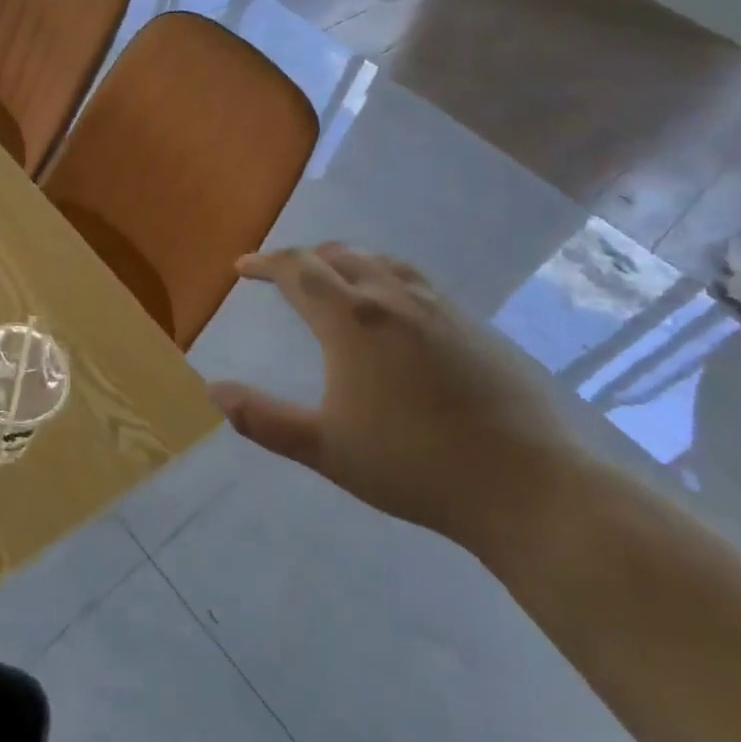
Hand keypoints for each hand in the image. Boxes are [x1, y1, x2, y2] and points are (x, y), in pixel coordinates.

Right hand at [209, 244, 584, 544]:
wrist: (527, 486)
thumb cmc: (414, 464)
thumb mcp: (325, 448)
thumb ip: (263, 419)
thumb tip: (213, 391)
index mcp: (353, 320)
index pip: (298, 270)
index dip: (265, 263)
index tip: (242, 267)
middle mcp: (394, 299)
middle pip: (340, 256)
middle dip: (303, 258)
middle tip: (281, 272)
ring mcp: (441, 309)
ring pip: (382, 263)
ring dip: (346, 261)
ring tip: (332, 277)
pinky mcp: (475, 327)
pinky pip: (417, 282)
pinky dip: (385, 278)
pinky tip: (392, 310)